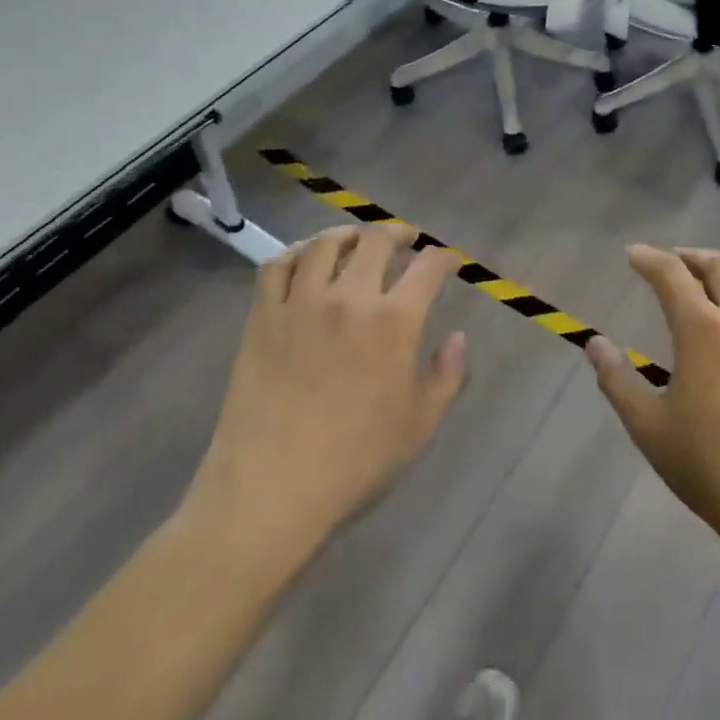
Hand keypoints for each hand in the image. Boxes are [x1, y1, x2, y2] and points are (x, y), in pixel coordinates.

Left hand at [184, 225, 465, 558]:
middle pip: (375, 241)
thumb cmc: (356, 460)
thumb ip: (446, 375)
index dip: (443, 258)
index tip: (448, 260)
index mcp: (394, 321)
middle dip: (398, 233)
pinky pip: (277, 266)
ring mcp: (301, 302)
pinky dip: (295, 252)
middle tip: (406, 238)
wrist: (273, 486)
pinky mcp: (262, 316)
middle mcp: (349, 297)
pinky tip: (304, 258)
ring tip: (356, 239)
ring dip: (348, 234)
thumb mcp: (420, 424)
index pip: (427, 269)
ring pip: (324, 244)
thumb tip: (457, 338)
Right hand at [586, 246, 719, 557]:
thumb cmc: (710, 468)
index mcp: (702, 331)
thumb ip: (617, 380)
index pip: (671, 275)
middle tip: (673, 262)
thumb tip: (595, 343)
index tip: (633, 255)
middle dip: (691, 257)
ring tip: (718, 277)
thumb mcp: (648, 428)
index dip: (649, 259)